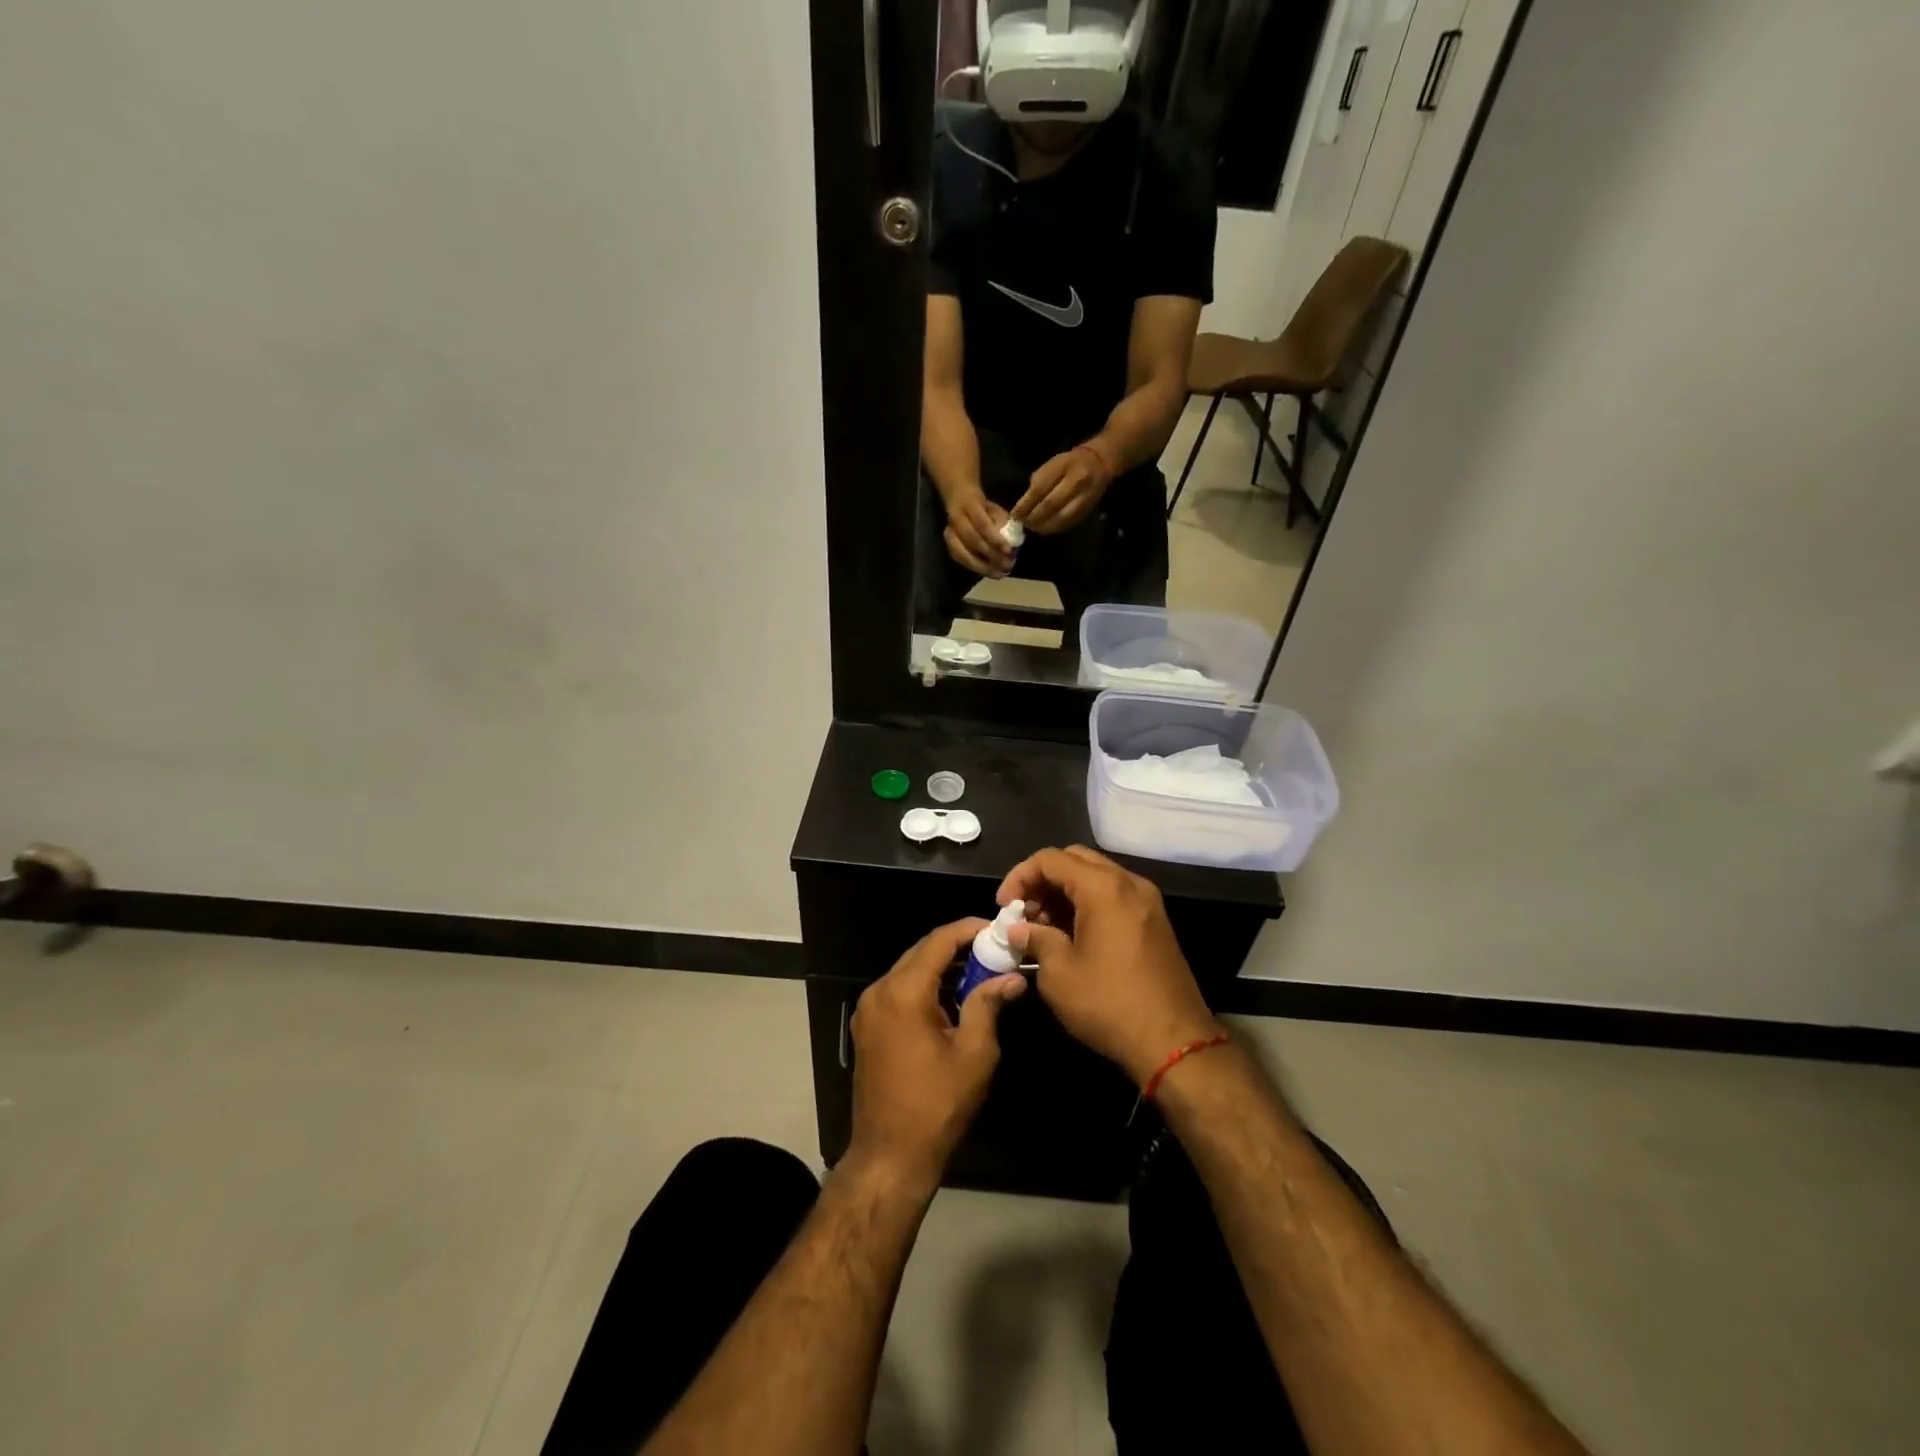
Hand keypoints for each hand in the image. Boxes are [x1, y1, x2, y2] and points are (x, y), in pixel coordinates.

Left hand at [847, 919, 1026, 1188]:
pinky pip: (899, 991)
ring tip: (980, 971)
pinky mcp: (867, 1026)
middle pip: (921, 951)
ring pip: (909, 970)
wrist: (889, 1155)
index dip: (969, 929)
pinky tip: (952, 997)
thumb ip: (988, 1005)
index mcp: (903, 992)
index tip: (997, 928)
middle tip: (993, 950)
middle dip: (957, 947)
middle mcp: (879, 991)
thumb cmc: (937, 1105)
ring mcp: (868, 1009)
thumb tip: (1011, 977)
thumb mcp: (974, 1053)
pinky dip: (925, 986)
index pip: (939, 941)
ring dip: (942, 967)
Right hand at [942, 487, 1014, 576]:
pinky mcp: (949, 546)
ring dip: (982, 567)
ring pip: (963, 554)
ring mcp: (950, 534)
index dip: (995, 539)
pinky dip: (976, 568)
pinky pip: (961, 561)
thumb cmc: (983, 508)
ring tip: (999, 574)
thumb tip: (1010, 542)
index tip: (1008, 550)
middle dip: (991, 555)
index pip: (982, 524)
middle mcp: (955, 520)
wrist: (960, 502)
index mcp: (969, 505)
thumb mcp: (995, 509)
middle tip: (1007, 565)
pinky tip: (989, 573)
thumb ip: (1001, 523)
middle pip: (972, 540)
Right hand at [1000, 846, 1223, 1086]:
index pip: (1051, 859)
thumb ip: (1035, 939)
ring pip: (1096, 877)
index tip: (1003, 907)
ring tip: (1041, 926)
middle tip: (1022, 911)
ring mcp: (1146, 902)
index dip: (1019, 876)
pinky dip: (1087, 904)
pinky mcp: (1154, 922)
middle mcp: (1129, 883)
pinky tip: (1069, 934)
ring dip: (1064, 892)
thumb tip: (1019, 929)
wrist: (1175, 1042)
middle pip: (1075, 860)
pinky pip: (1113, 896)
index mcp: (1104, 888)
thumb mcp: (1059, 974)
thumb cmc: (1109, 1004)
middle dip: (1042, 880)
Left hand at [1012, 445, 1113, 535]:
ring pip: (1059, 519)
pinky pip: (1067, 523)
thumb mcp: (1052, 464)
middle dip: (1033, 517)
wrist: (1099, 464)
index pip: (1040, 489)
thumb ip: (1038, 482)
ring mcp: (1083, 498)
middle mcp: (1076, 483)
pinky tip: (1044, 528)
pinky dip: (1053, 528)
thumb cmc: (1069, 463)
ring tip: (1032, 527)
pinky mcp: (1086, 510)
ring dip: (1042, 526)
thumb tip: (1024, 505)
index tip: (1014, 514)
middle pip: (1050, 506)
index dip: (1025, 504)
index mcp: (1064, 467)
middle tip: (1022, 523)